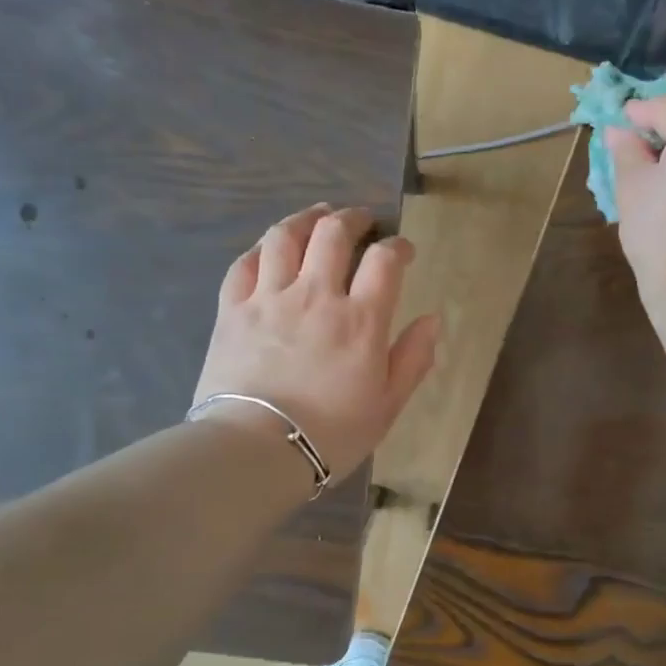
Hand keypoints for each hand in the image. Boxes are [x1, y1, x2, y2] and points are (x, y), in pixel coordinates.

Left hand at [194, 204, 440, 476]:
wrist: (256, 449)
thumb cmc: (331, 433)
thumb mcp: (387, 405)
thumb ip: (413, 359)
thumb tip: (432, 320)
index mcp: (360, 319)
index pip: (385, 261)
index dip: (398, 247)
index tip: (403, 251)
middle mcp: (316, 295)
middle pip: (333, 234)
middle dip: (352, 218)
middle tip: (361, 220)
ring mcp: (269, 298)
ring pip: (285, 237)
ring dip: (306, 219)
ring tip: (317, 216)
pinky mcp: (232, 310)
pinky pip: (245, 263)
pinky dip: (261, 248)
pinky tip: (269, 248)